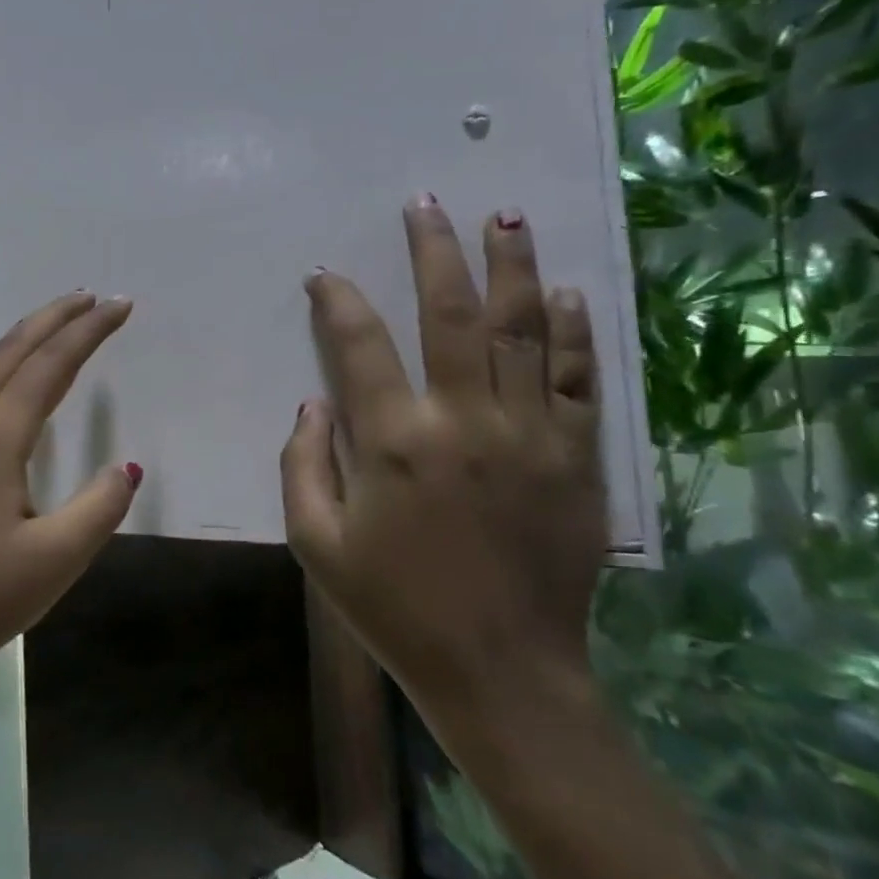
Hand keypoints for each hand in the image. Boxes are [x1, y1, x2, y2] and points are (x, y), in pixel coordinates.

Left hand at [0, 291, 139, 694]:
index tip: (120, 306)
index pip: (51, 365)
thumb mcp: (55, 561)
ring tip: (56, 330)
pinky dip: (1, 370)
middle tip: (90, 297)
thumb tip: (128, 467)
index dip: (89, 332)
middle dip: (54, 318)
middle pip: (12, 351)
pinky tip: (8, 389)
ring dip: (24, 341)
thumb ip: (99, 508)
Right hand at [281, 198, 607, 720]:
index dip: (337, 300)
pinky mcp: (576, 458)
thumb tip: (314, 402)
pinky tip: (563, 294)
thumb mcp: (316, 544)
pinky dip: (569, 331)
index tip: (324, 275)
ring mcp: (530, 435)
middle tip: (426, 205)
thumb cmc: (396, 608)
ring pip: (522, 330)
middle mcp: (464, 421)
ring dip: (511, 268)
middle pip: (451, 314)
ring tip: (504, 217)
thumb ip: (302, 463)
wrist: (503, 672)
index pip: (359, 344)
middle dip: (434, 252)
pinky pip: (574, 378)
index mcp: (394, 442)